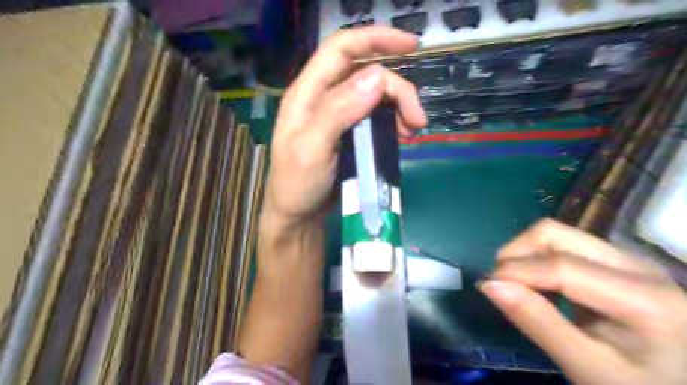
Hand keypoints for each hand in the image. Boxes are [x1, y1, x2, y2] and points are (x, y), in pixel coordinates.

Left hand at [263, 25, 424, 228]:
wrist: (298, 215)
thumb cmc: (297, 185)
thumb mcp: (312, 149)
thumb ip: (338, 111)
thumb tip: (377, 77)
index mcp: (308, 93)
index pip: (341, 49)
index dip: (375, 38)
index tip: (413, 45)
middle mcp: (324, 98)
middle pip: (367, 74)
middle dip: (397, 89)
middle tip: (417, 119)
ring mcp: (338, 115)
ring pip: (375, 95)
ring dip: (398, 106)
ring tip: (412, 130)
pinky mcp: (349, 133)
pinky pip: (376, 116)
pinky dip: (393, 121)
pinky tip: (402, 135)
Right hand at [479, 220, 686, 384]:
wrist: (678, 384)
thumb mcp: (587, 367)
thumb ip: (539, 323)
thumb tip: (489, 285)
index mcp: (644, 297)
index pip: (561, 266)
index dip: (515, 271)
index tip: (485, 286)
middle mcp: (636, 264)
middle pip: (555, 234)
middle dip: (516, 253)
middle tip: (501, 284)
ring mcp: (625, 258)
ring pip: (556, 234)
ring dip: (525, 254)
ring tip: (517, 285)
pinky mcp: (614, 261)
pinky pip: (563, 245)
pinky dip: (538, 259)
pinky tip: (539, 285)